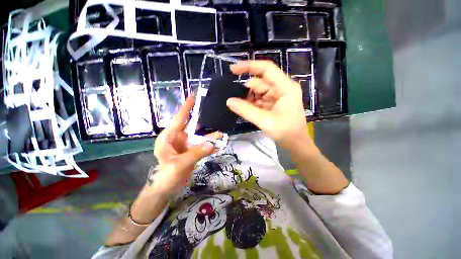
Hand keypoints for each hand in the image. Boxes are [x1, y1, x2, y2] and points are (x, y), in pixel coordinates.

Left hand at [150, 97, 221, 194]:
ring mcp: (186, 145)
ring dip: (210, 136)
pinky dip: (210, 146)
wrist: (166, 188)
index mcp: (170, 137)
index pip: (179, 118)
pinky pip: (203, 146)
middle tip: (214, 114)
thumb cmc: (165, 175)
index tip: (193, 96)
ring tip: (222, 134)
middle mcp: (179, 138)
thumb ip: (195, 153)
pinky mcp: (192, 152)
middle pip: (193, 126)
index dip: (186, 107)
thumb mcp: (179, 164)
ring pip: (200, 137)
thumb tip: (211, 144)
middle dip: (204, 122)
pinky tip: (220, 145)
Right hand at [226, 60, 312, 150]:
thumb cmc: (286, 132)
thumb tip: (229, 101)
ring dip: (248, 99)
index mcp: (285, 87)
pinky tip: (245, 109)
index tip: (233, 70)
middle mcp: (281, 88)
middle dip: (246, 90)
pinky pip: (259, 99)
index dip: (249, 66)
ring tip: (239, 107)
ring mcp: (277, 96)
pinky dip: (251, 104)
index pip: (266, 69)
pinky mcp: (273, 103)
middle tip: (234, 99)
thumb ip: (246, 110)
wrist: (296, 144)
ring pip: (258, 92)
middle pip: (260, 83)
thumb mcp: (265, 121)